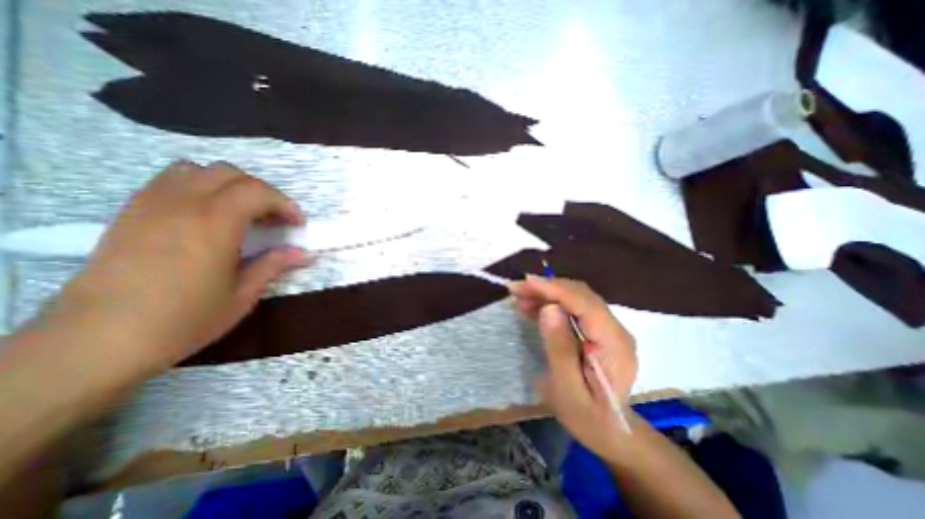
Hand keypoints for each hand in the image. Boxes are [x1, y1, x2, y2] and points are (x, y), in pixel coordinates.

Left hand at [49, 161, 305, 373]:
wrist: (97, 340)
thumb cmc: (183, 319)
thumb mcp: (242, 295)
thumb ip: (273, 265)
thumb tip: (302, 252)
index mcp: (213, 224)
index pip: (257, 191)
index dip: (285, 203)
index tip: (297, 223)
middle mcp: (182, 204)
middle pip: (231, 173)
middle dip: (262, 191)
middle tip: (274, 218)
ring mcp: (150, 204)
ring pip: (198, 170)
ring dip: (230, 185)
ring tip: (242, 212)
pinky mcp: (130, 211)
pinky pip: (171, 180)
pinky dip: (200, 186)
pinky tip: (208, 214)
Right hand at [510, 276, 641, 456]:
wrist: (608, 431)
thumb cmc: (587, 417)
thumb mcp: (567, 388)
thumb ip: (559, 348)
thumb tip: (548, 309)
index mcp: (614, 345)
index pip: (585, 305)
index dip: (555, 290)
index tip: (526, 282)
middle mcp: (615, 329)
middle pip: (580, 295)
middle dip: (546, 287)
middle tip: (516, 288)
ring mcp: (607, 328)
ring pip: (575, 297)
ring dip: (546, 293)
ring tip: (519, 295)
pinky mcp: (597, 329)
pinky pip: (572, 307)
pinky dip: (550, 302)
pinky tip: (530, 304)